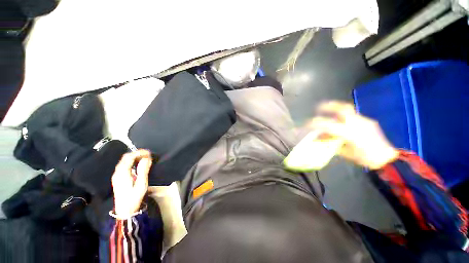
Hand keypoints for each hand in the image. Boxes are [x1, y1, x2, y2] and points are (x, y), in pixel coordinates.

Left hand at [112, 149, 152, 218]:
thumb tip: (147, 158)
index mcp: (123, 173)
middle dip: (137, 153)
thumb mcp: (141, 183)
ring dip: (134, 157)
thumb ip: (143, 169)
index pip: (129, 157)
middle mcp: (117, 172)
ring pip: (124, 161)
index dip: (139, 152)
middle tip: (148, 154)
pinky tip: (138, 164)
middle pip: (125, 158)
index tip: (149, 152)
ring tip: (145, 158)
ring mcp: (117, 175)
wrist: (125, 210)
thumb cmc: (134, 197)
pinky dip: (132, 161)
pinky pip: (124, 165)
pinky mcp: (118, 178)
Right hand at [308, 101, 397, 169]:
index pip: (329, 125)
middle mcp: (357, 124)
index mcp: (350, 134)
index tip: (308, 123)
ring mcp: (364, 121)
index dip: (317, 123)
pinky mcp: (368, 121)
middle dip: (329, 106)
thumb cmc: (364, 158)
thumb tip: (320, 137)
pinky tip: (341, 121)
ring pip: (348, 110)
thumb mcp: (345, 152)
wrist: (386, 158)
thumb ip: (332, 143)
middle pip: (342, 109)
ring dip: (336, 109)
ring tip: (328, 109)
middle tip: (319, 106)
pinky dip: (344, 116)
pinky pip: (353, 116)